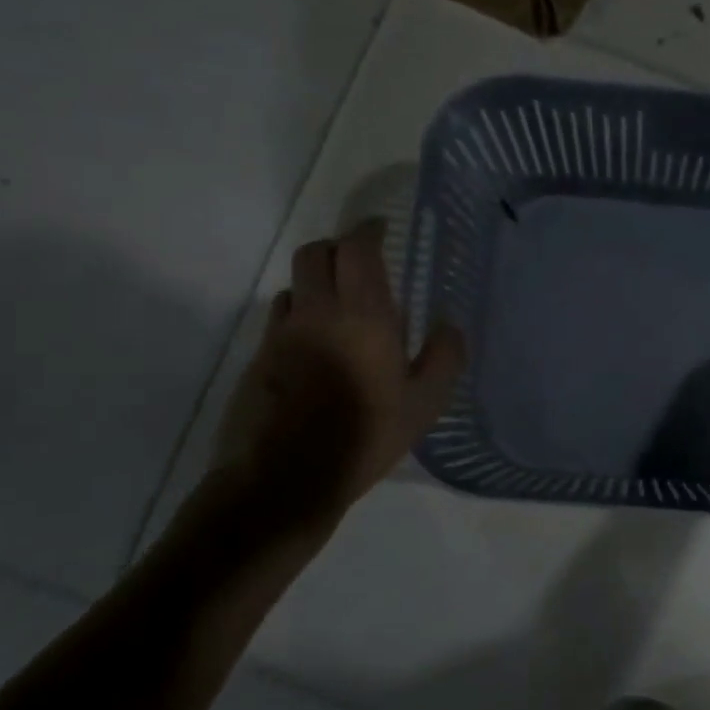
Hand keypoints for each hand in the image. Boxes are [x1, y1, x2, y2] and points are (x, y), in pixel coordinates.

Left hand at [215, 221, 464, 531]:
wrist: (286, 478)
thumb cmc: (366, 437)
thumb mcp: (425, 405)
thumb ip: (444, 358)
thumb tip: (450, 326)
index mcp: (363, 316)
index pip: (357, 249)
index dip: (369, 231)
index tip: (383, 230)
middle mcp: (317, 312)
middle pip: (314, 252)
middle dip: (338, 247)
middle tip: (362, 263)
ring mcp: (281, 333)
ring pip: (295, 284)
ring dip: (317, 281)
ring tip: (340, 306)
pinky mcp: (259, 357)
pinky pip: (281, 317)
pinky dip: (300, 313)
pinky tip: (317, 344)